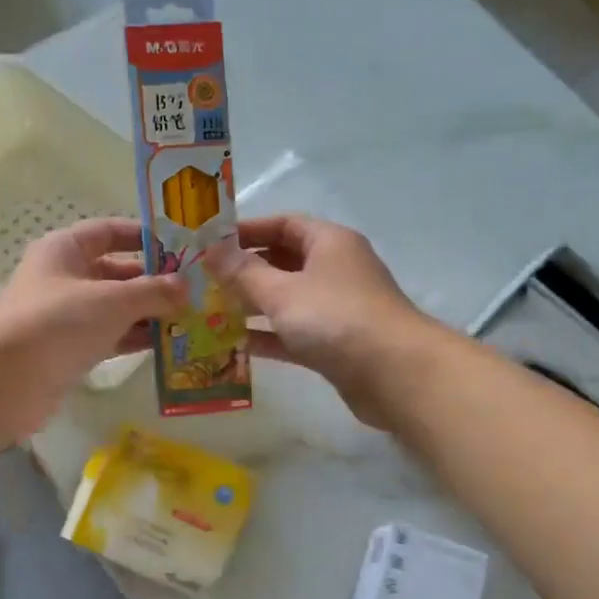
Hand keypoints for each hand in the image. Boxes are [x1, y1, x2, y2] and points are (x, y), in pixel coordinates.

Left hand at [0, 218, 185, 440]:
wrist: (5, 381)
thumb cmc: (57, 323)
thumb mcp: (112, 300)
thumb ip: (153, 291)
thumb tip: (186, 287)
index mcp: (65, 250)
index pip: (109, 231)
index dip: (144, 236)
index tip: (181, 247)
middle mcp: (63, 277)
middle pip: (115, 272)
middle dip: (153, 281)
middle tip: (196, 290)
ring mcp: (64, 316)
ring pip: (114, 307)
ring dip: (148, 313)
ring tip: (190, 318)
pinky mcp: (68, 349)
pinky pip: (108, 336)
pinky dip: (133, 338)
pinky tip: (166, 344)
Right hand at [209, 214, 429, 427]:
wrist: (395, 374)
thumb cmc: (336, 319)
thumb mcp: (282, 292)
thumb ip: (243, 273)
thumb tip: (211, 251)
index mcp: (329, 242)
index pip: (283, 224)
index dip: (246, 231)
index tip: (210, 244)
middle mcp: (335, 269)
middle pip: (283, 261)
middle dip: (245, 270)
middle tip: (203, 281)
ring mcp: (337, 308)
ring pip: (287, 299)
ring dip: (253, 305)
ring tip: (211, 313)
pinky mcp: (336, 344)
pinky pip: (295, 332)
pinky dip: (269, 335)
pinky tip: (236, 345)